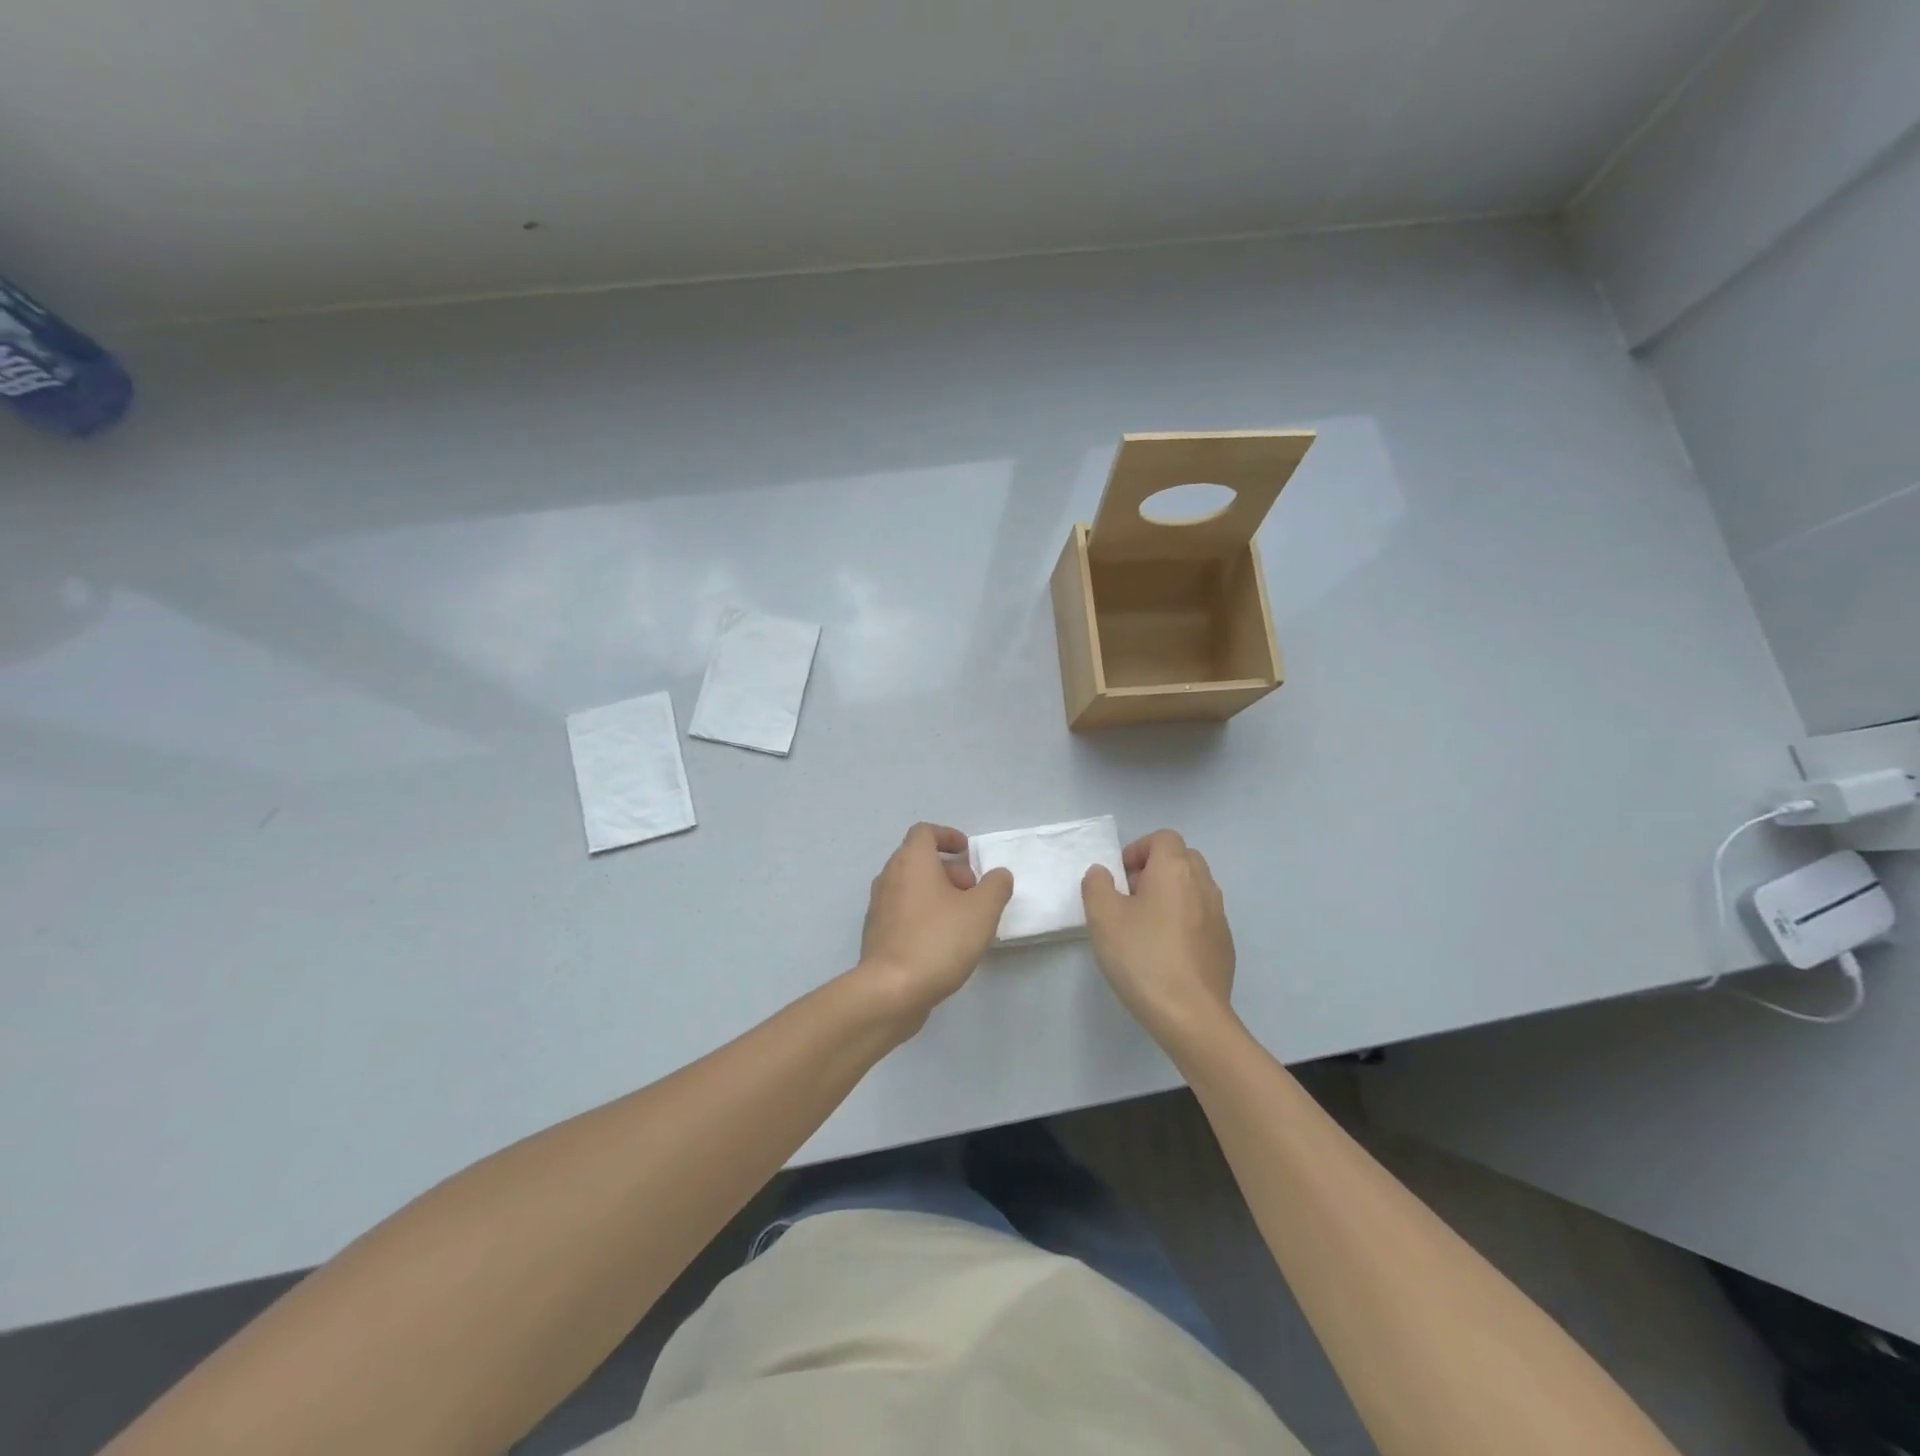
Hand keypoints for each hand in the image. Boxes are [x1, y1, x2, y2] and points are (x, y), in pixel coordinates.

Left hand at [855, 823, 1013, 1030]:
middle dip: (949, 870)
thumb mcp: (982, 911)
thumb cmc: (938, 940)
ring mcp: (879, 906)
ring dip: (936, 893)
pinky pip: (903, 912)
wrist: (891, 991)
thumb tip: (998, 875)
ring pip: (910, 887)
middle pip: (918, 859)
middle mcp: (889, 877)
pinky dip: (923, 914)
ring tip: (963, 919)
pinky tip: (942, 942)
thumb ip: (996, 886)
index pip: (924, 832)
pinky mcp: (876, 934)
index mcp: (911, 861)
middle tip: (973, 891)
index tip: (967, 852)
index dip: (947, 836)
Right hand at [1082, 830, 1236, 1045]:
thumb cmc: (1143, 958)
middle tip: (1130, 897)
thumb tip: (1104, 873)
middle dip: (1155, 869)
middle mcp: (1203, 885)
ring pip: (1195, 888)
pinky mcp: (1224, 945)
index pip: (1163, 838)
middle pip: (1183, 858)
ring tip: (1146, 926)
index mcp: (1175, 870)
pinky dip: (1185, 920)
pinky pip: (1203, 917)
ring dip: (1171, 895)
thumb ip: (1097, 885)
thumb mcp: (1103, 918)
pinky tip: (1166, 951)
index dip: (1138, 849)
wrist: (1191, 1015)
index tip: (1120, 876)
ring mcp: (1219, 916)